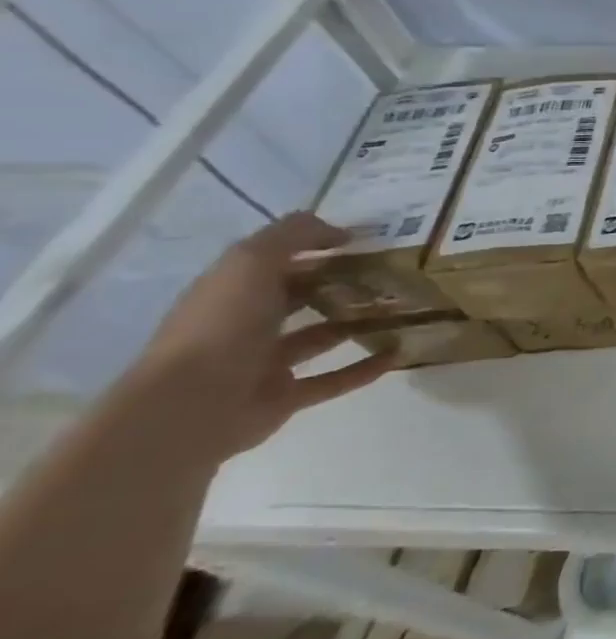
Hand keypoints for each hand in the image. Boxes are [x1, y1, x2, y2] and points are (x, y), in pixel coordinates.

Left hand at [116, 213, 393, 466]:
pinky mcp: (285, 396)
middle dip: (343, 285)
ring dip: (357, 324)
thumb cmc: (221, 325)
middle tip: (393, 275)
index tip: (368, 242)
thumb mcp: (251, 262)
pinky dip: (364, 368)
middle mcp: (247, 323)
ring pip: (320, 337)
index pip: (279, 261)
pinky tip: (398, 353)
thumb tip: (341, 231)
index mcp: (233, 290)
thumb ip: (294, 236)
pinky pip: (333, 379)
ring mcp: (265, 363)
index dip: (319, 247)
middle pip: (301, 297)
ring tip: (402, 311)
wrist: (189, 407)